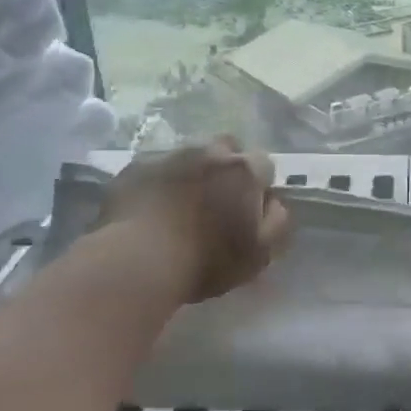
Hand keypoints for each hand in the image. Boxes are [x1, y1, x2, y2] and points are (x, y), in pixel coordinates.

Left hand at [99, 137, 290, 302]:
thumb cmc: (205, 260)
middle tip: (217, 200)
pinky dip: (158, 183)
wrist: (136, 261)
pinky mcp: (134, 168)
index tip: (250, 208)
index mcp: (243, 171)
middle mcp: (208, 153)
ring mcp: (168, 156)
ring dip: (191, 174)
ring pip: (189, 157)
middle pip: (226, 149)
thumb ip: (276, 223)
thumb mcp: (258, 254)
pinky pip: (154, 169)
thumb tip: (274, 204)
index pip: (263, 164)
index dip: (259, 185)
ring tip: (181, 205)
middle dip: (226, 168)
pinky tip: (151, 209)